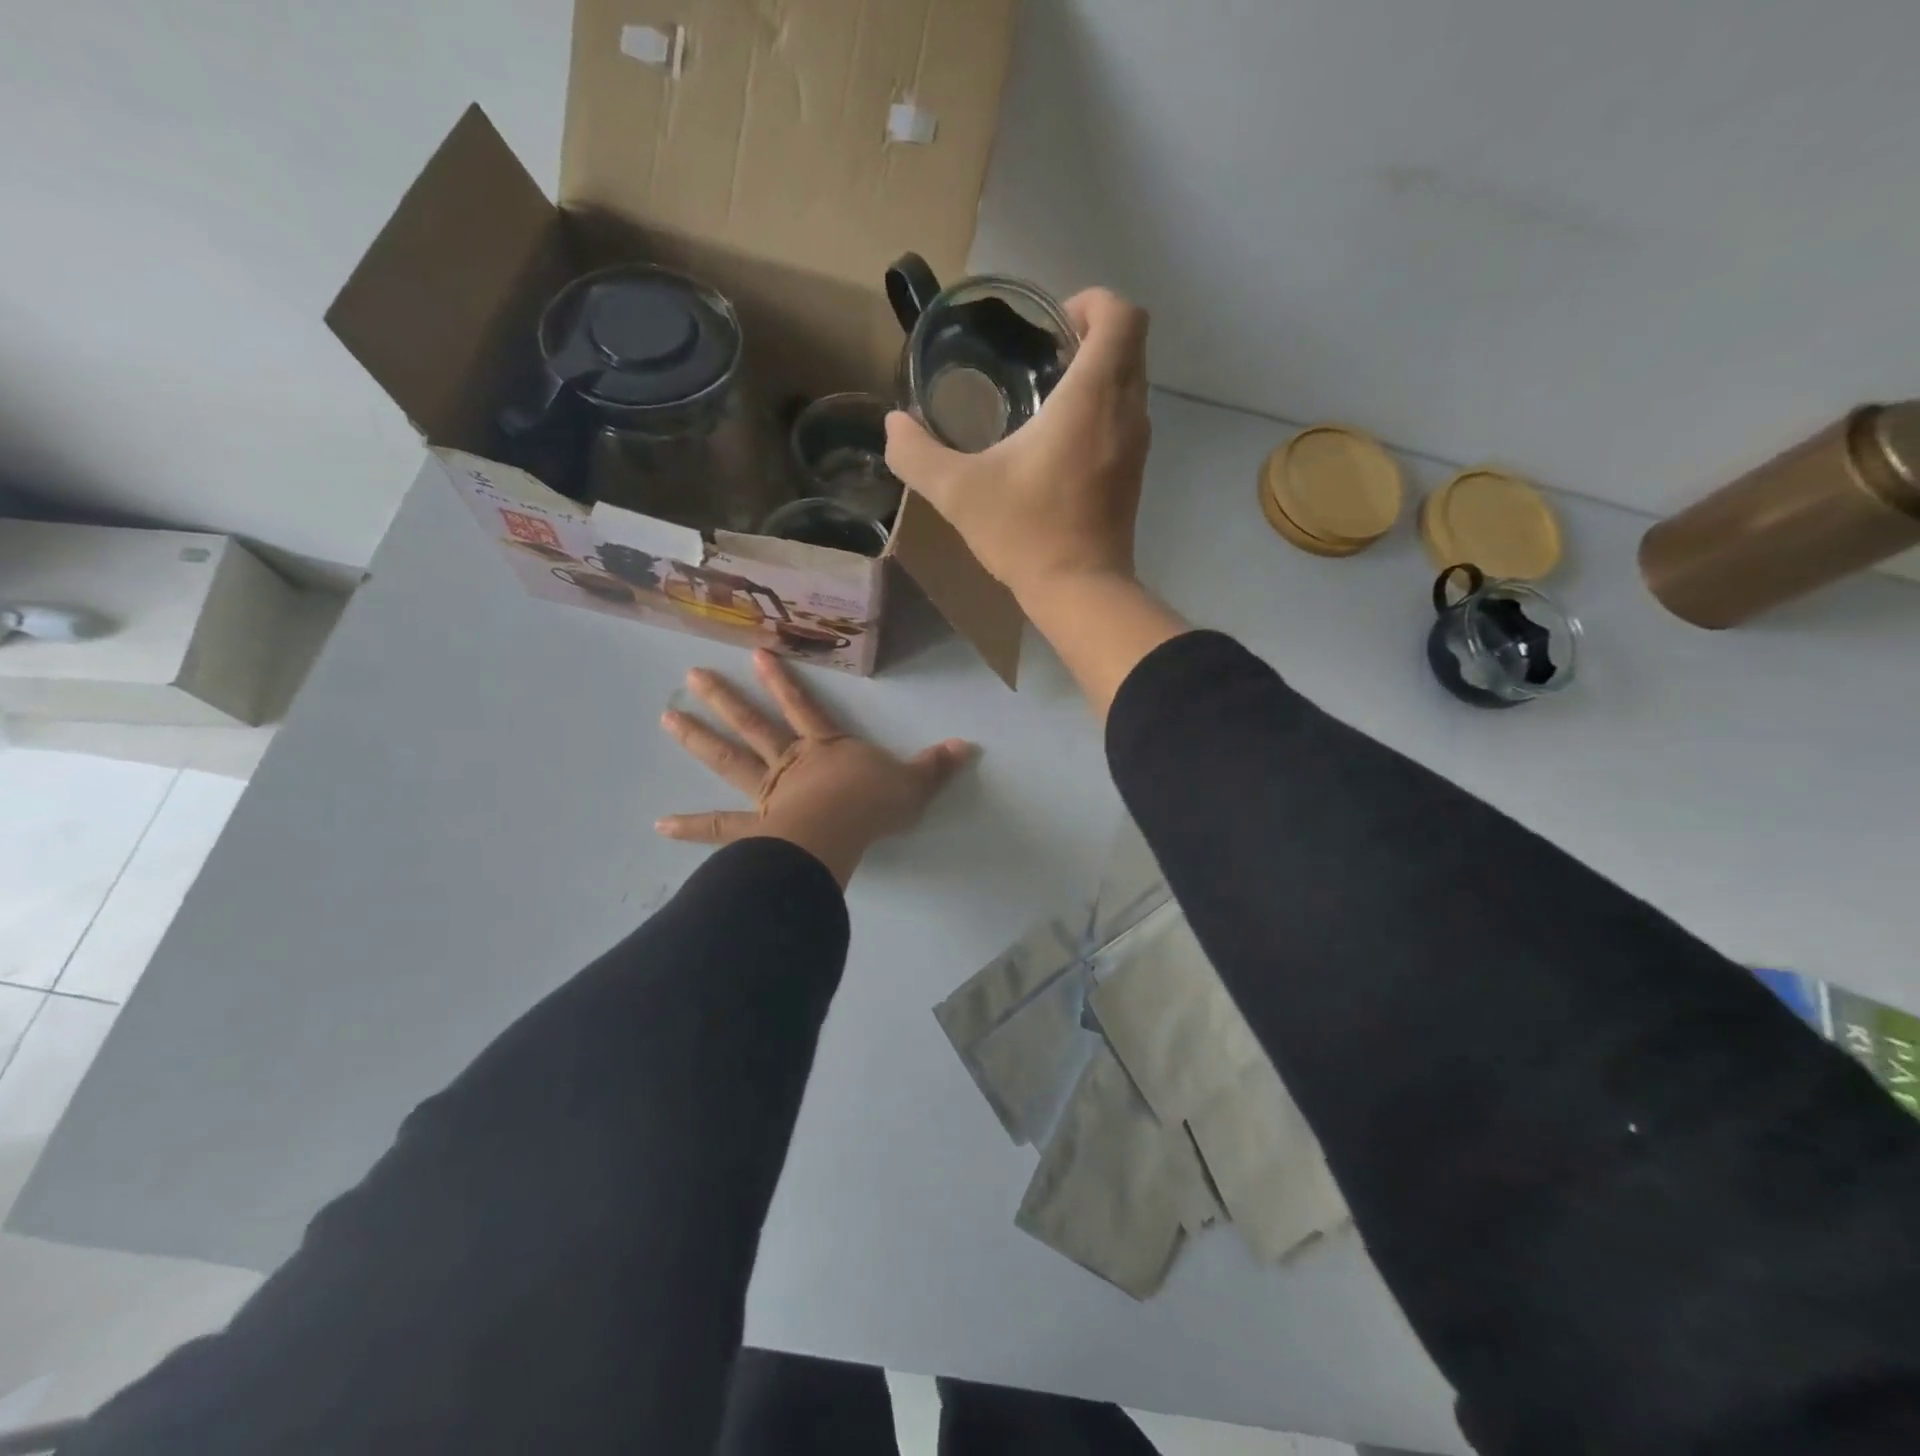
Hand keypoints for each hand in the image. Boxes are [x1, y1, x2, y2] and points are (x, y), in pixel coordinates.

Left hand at [656, 650, 975, 885]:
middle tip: (692, 676)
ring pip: (730, 762)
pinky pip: (721, 828)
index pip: (803, 708)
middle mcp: (791, 764)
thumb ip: (936, 766)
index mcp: (826, 749)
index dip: (783, 681)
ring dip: (699, 740)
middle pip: (755, 726)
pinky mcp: (756, 829)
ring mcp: (769, 795)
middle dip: (725, 700)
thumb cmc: (875, 806)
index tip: (757, 654)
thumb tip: (968, 745)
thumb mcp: (914, 784)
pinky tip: (659, 824)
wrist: (843, 832)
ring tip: (667, 718)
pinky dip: (692, 826)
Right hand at [884, 288, 1151, 604]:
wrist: (1079, 592)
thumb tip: (893, 426)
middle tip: (1043, 355)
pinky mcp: (1134, 475)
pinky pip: (1127, 418)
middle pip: (1130, 343)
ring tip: (1047, 396)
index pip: (1121, 315)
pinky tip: (1059, 442)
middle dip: (1091, 334)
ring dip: (1099, 374)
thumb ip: (917, 454)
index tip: (1052, 324)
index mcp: (1091, 396)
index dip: (1092, 302)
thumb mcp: (957, 492)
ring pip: (1132, 381)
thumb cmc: (1025, 533)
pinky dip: (1103, 410)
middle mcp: (1126, 411)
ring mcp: (1137, 445)